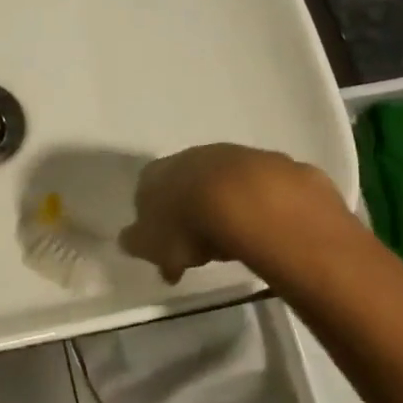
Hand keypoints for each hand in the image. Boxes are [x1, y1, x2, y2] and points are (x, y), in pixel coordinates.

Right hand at [119, 144, 333, 282]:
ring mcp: (235, 156)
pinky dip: (261, 207)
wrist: (249, 201)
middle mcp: (192, 156)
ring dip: (227, 206)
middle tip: (200, 247)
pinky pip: (262, 189)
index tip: (164, 247)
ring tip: (235, 241)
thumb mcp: (151, 244)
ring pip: (224, 183)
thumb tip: (128, 240)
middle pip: (186, 184)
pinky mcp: (274, 165)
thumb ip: (137, 242)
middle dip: (191, 210)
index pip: (146, 192)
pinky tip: (265, 230)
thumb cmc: (187, 225)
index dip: (154, 219)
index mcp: (156, 173)